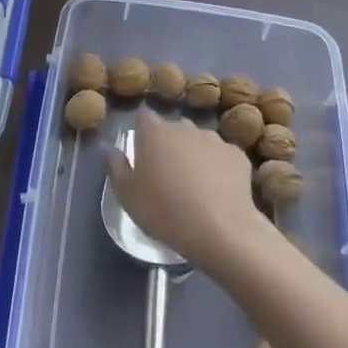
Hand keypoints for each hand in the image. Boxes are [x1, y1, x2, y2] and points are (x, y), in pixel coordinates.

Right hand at [104, 108, 258, 270]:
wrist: (221, 230)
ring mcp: (214, 139)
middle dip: (168, 144)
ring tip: (195, 185)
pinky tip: (218, 191)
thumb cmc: (164, 211)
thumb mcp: (127, 195)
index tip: (142, 153)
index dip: (142, 132)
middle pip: (172, 128)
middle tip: (166, 174)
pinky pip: (222, 156)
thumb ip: (115, 166)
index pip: (143, 117)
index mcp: (154, 132)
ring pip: (198, 140)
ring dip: (194, 154)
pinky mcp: (238, 155)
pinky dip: (218, 167)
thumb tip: (109, 148)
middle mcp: (184, 127)